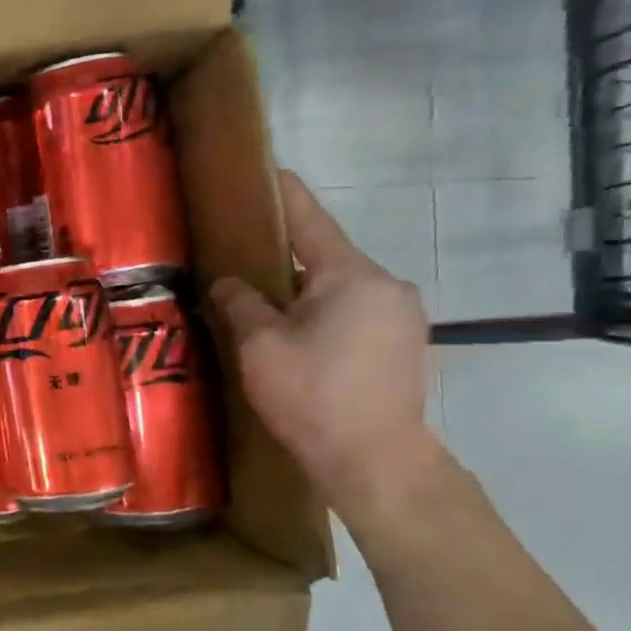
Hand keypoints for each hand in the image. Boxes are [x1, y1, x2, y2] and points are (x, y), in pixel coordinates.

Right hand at [210, 171, 436, 513]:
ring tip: (257, 301)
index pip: (311, 221)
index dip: (284, 194)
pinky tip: (290, 334)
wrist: (374, 461)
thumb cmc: (312, 394)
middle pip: (324, 256)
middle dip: (283, 253)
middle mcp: (386, 286)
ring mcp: (401, 317)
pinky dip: (319, 312)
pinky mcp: (402, 345)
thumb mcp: (260, 345)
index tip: (267, 170)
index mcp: (352, 276)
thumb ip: (241, 302)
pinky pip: (352, 312)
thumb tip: (229, 282)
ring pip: (337, 288)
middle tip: (239, 254)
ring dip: (299, 289)